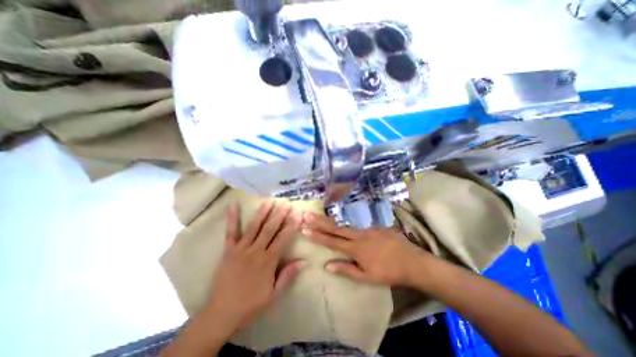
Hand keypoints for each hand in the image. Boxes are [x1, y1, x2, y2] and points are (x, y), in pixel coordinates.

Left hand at [204, 202, 302, 329]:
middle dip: (279, 215)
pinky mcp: (229, 250)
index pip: (283, 239)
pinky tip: (233, 206)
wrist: (221, 314)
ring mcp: (241, 249)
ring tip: (269, 201)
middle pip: (270, 230)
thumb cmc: (251, 305)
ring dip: (262, 213)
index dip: (292, 226)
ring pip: (254, 227)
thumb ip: (288, 276)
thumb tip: (304, 260)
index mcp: (267, 262)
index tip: (298, 215)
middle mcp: (255, 251)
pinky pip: (231, 233)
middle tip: (286, 203)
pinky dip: (232, 219)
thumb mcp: (274, 295)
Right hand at [302, 212, 432, 286]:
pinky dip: (347, 222)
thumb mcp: (367, 277)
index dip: (317, 235)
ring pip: (346, 223)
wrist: (412, 262)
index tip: (305, 229)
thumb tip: (327, 265)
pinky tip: (343, 222)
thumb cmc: (388, 272)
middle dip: (319, 222)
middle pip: (336, 227)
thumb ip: (346, 270)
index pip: (332, 241)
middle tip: (307, 215)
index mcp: (356, 248)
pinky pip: (358, 224)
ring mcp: (368, 228)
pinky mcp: (375, 225)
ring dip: (331, 220)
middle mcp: (359, 234)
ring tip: (319, 216)